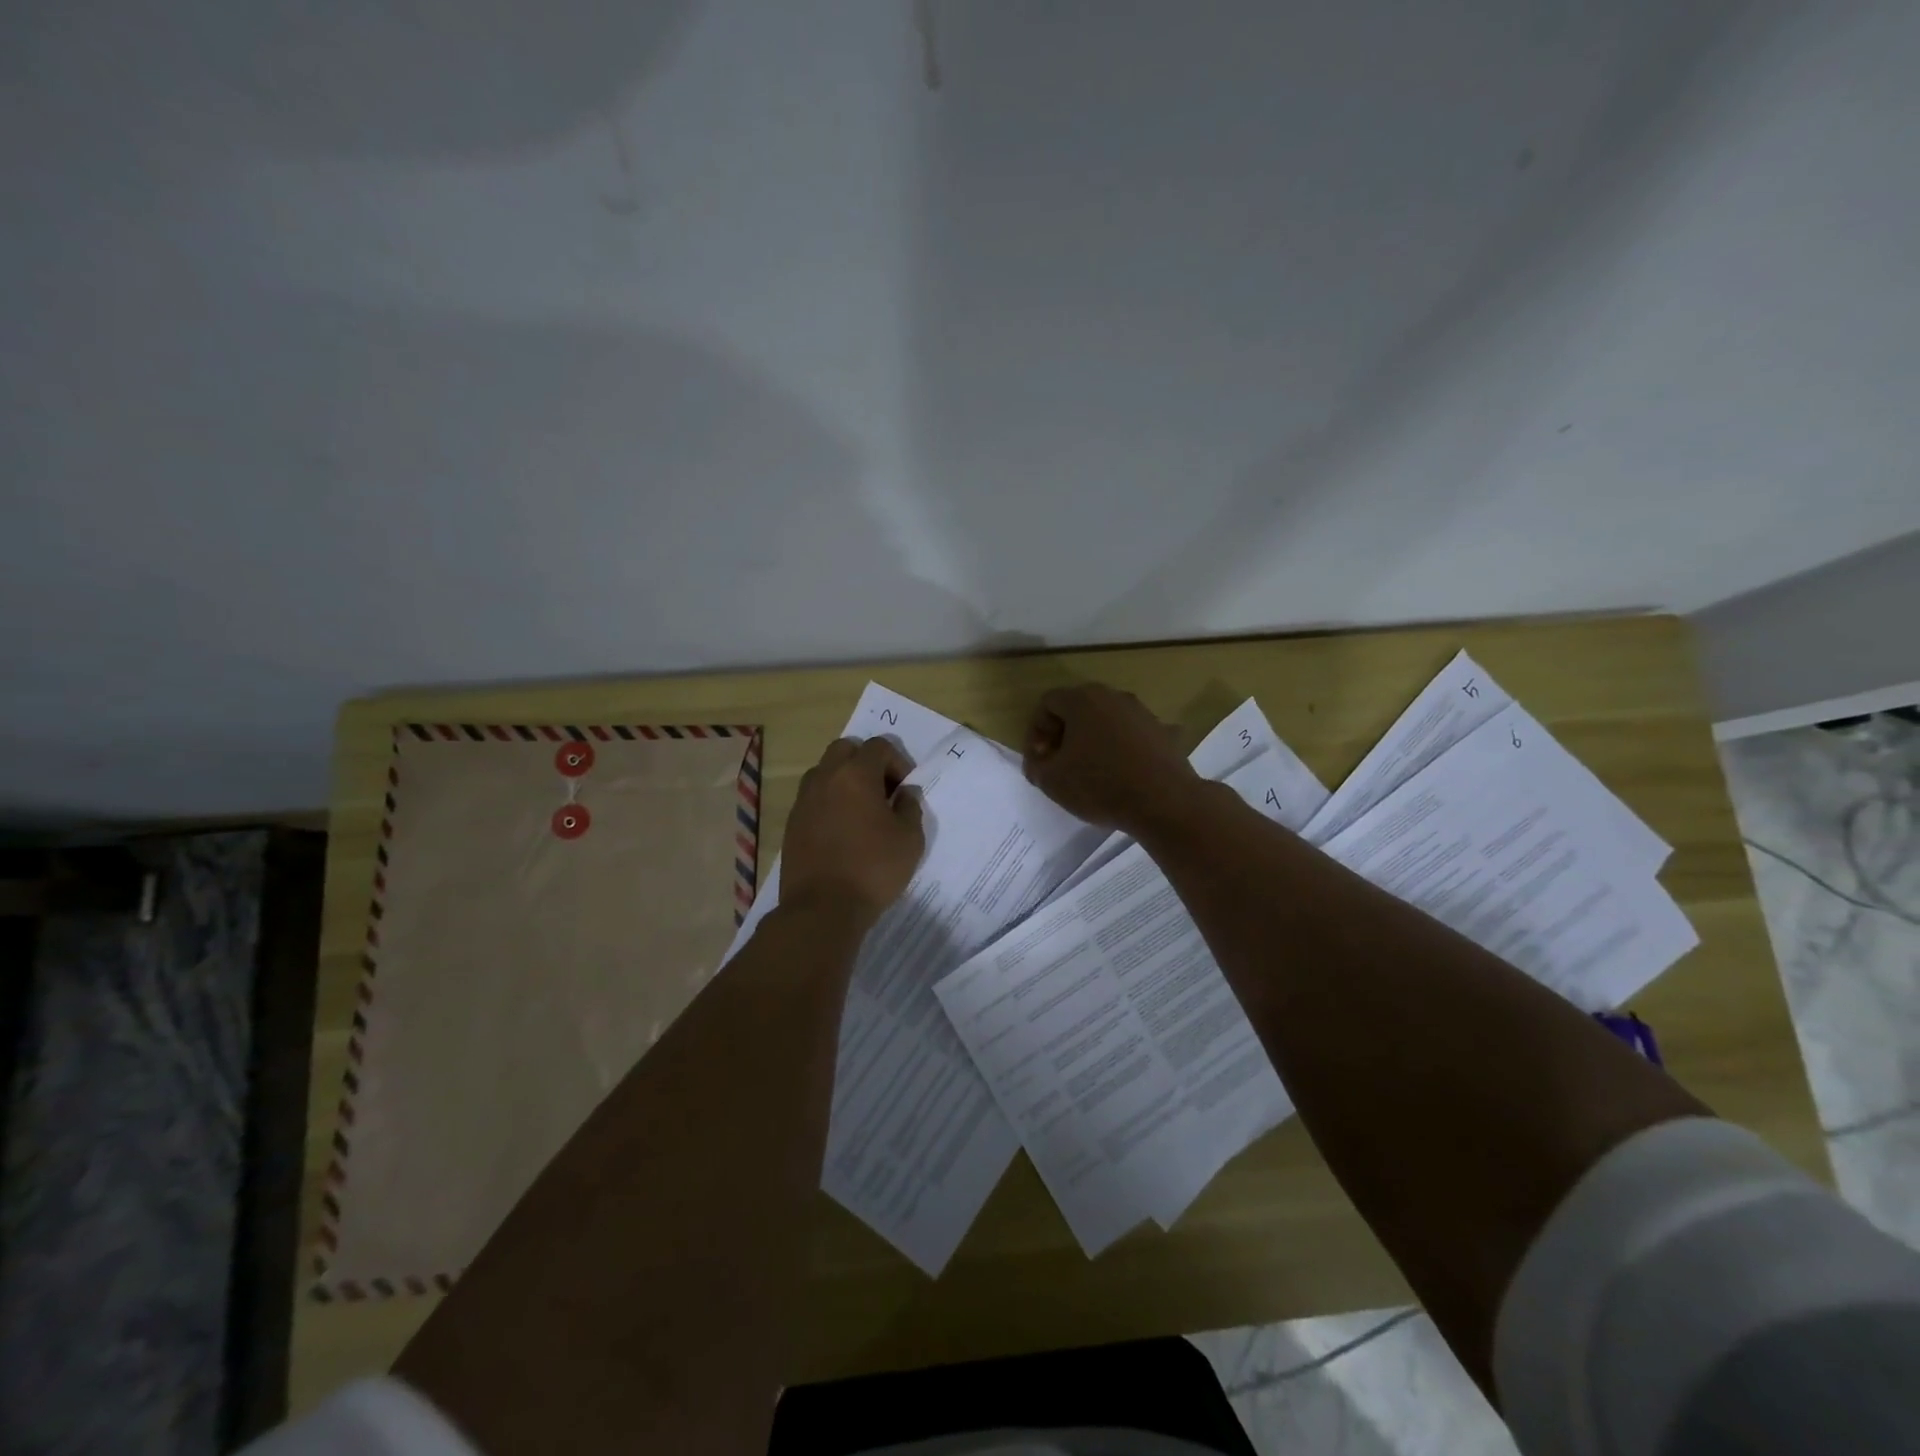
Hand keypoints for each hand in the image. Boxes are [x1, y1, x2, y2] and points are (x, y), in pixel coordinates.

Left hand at [782, 737, 925, 924]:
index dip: (898, 761)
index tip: (904, 789)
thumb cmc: (873, 869)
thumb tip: (904, 793)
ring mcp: (804, 799)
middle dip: (867, 762)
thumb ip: (910, 807)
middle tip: (882, 791)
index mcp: (856, 774)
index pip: (879, 746)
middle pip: (846, 749)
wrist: (823, 908)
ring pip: (825, 771)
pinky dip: (829, 801)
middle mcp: (825, 778)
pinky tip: (842, 830)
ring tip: (861, 810)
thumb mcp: (910, 839)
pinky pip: (813, 797)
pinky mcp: (792, 822)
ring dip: (845, 780)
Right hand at [1022, 684, 1200, 833]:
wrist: (1164, 802)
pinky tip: (1121, 776)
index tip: (1041, 760)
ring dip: (1093, 741)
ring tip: (1091, 772)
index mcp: (1082, 700)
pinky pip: (1131, 736)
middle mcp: (1113, 696)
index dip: (1036, 731)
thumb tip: (1040, 761)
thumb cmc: (1099, 785)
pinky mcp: (1163, 732)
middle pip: (1078, 708)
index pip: (1048, 703)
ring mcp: (1142, 712)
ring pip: (1106, 721)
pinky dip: (1120, 750)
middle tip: (1060, 764)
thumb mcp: (1051, 781)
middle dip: (1064, 734)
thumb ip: (1036, 766)